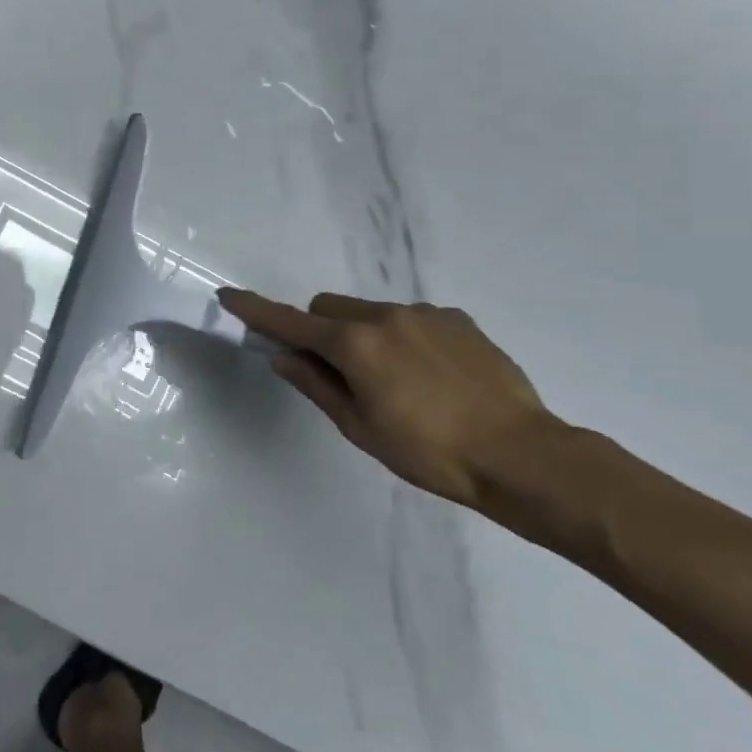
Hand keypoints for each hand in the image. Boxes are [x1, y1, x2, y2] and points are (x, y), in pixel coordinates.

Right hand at [219, 289, 559, 510]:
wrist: (522, 455)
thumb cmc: (429, 452)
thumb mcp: (360, 427)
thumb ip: (316, 385)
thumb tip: (283, 356)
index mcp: (354, 344)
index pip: (290, 321)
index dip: (256, 311)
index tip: (229, 296)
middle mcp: (384, 316)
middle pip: (329, 308)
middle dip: (320, 331)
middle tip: (338, 373)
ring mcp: (424, 313)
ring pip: (370, 312)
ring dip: (364, 335)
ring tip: (398, 383)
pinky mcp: (457, 319)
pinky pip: (410, 318)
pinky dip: (403, 338)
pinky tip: (432, 376)